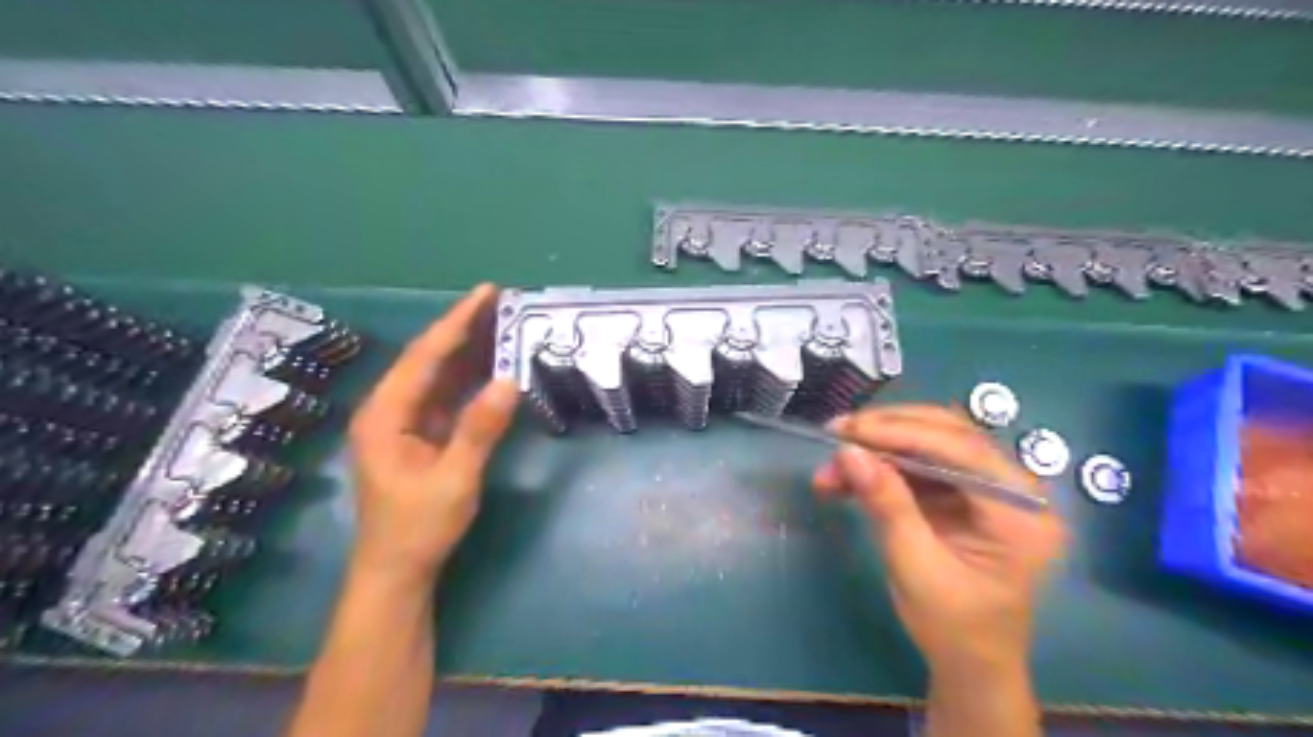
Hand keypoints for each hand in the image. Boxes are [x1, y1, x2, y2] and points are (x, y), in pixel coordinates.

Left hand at [352, 286, 520, 583]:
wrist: (398, 569)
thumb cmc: (419, 527)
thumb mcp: (454, 479)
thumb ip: (479, 429)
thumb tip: (509, 381)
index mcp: (386, 415)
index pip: (424, 356)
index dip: (457, 323)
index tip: (487, 294)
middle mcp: (390, 409)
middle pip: (428, 358)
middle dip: (462, 327)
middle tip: (499, 301)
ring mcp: (403, 422)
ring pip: (437, 374)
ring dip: (467, 349)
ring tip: (500, 322)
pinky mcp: (419, 434)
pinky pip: (445, 395)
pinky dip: (468, 377)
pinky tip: (491, 365)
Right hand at [812, 407, 1066, 676]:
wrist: (971, 663)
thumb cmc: (952, 627)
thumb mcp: (914, 567)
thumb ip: (886, 505)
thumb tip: (848, 452)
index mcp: (1021, 513)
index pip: (962, 451)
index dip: (902, 432)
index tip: (850, 430)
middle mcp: (1015, 489)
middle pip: (949, 434)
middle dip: (888, 430)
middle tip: (837, 432)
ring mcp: (991, 488)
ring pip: (931, 442)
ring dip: (879, 446)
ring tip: (833, 459)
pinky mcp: (966, 493)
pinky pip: (922, 463)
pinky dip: (883, 464)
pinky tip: (848, 475)